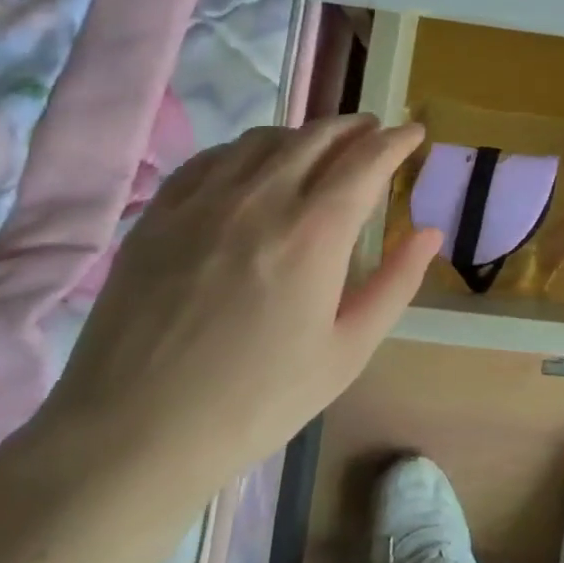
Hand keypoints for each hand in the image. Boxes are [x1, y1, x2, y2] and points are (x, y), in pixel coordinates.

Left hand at [36, 115, 440, 507]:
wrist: (134, 435)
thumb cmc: (256, 402)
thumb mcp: (347, 352)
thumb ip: (395, 284)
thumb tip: (429, 232)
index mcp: (314, 233)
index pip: (367, 161)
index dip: (396, 140)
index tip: (414, 132)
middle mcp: (261, 200)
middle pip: (317, 137)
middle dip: (355, 127)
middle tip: (375, 131)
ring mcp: (203, 202)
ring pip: (264, 140)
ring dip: (304, 134)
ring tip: (321, 146)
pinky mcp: (159, 215)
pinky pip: (211, 158)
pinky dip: (246, 149)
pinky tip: (252, 165)